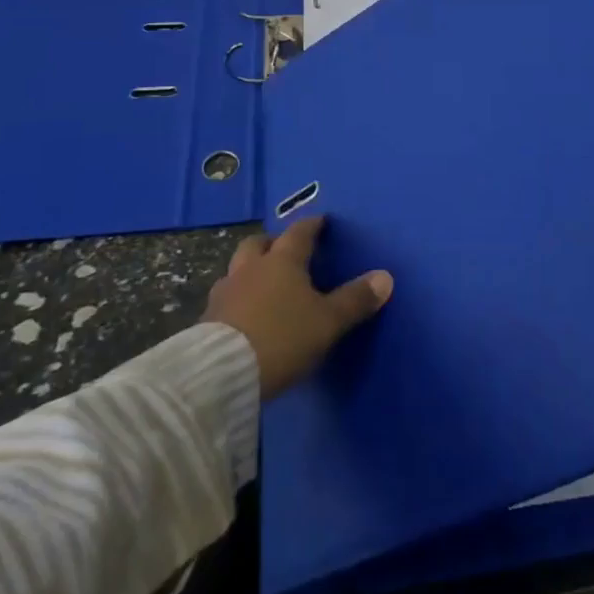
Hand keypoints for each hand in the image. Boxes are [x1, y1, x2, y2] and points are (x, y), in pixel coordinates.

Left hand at [203, 216, 392, 398]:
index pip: (299, 233)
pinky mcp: (207, 318)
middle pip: (259, 243)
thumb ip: (355, 300)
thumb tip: (386, 276)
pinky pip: (226, 297)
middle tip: (285, 250)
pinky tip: (244, 313)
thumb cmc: (282, 337)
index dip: (312, 225)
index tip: (321, 220)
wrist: (222, 372)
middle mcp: (251, 268)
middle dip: (273, 242)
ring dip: (250, 270)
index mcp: (283, 261)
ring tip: (262, 283)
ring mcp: (225, 291)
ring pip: (238, 269)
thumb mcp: (327, 322)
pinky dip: (237, 297)